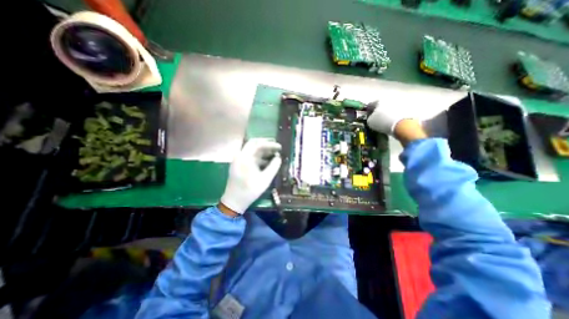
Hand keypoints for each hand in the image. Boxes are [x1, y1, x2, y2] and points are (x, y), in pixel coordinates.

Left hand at [220, 139, 282, 214]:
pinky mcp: (239, 165)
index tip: (280, 147)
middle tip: (277, 147)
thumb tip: (279, 158)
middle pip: (254, 144)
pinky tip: (267, 162)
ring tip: (274, 154)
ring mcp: (239, 160)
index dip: (270, 144)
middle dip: (266, 144)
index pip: (258, 144)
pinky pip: (250, 157)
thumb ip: (273, 167)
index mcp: (245, 158)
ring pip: (252, 150)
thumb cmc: (250, 190)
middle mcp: (240, 156)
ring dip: (263, 151)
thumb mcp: (265, 179)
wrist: (234, 201)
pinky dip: (259, 157)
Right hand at [367, 100, 416, 134]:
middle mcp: (389, 98)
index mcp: (378, 100)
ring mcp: (400, 101)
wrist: (403, 125)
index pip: (370, 105)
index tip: (368, 117)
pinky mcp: (409, 107)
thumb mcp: (370, 122)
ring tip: (388, 121)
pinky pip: (399, 110)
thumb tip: (372, 117)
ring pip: (391, 107)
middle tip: (378, 119)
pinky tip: (395, 121)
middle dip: (379, 111)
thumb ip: (369, 118)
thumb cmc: (383, 122)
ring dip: (389, 112)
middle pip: (381, 104)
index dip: (368, 111)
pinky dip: (396, 114)